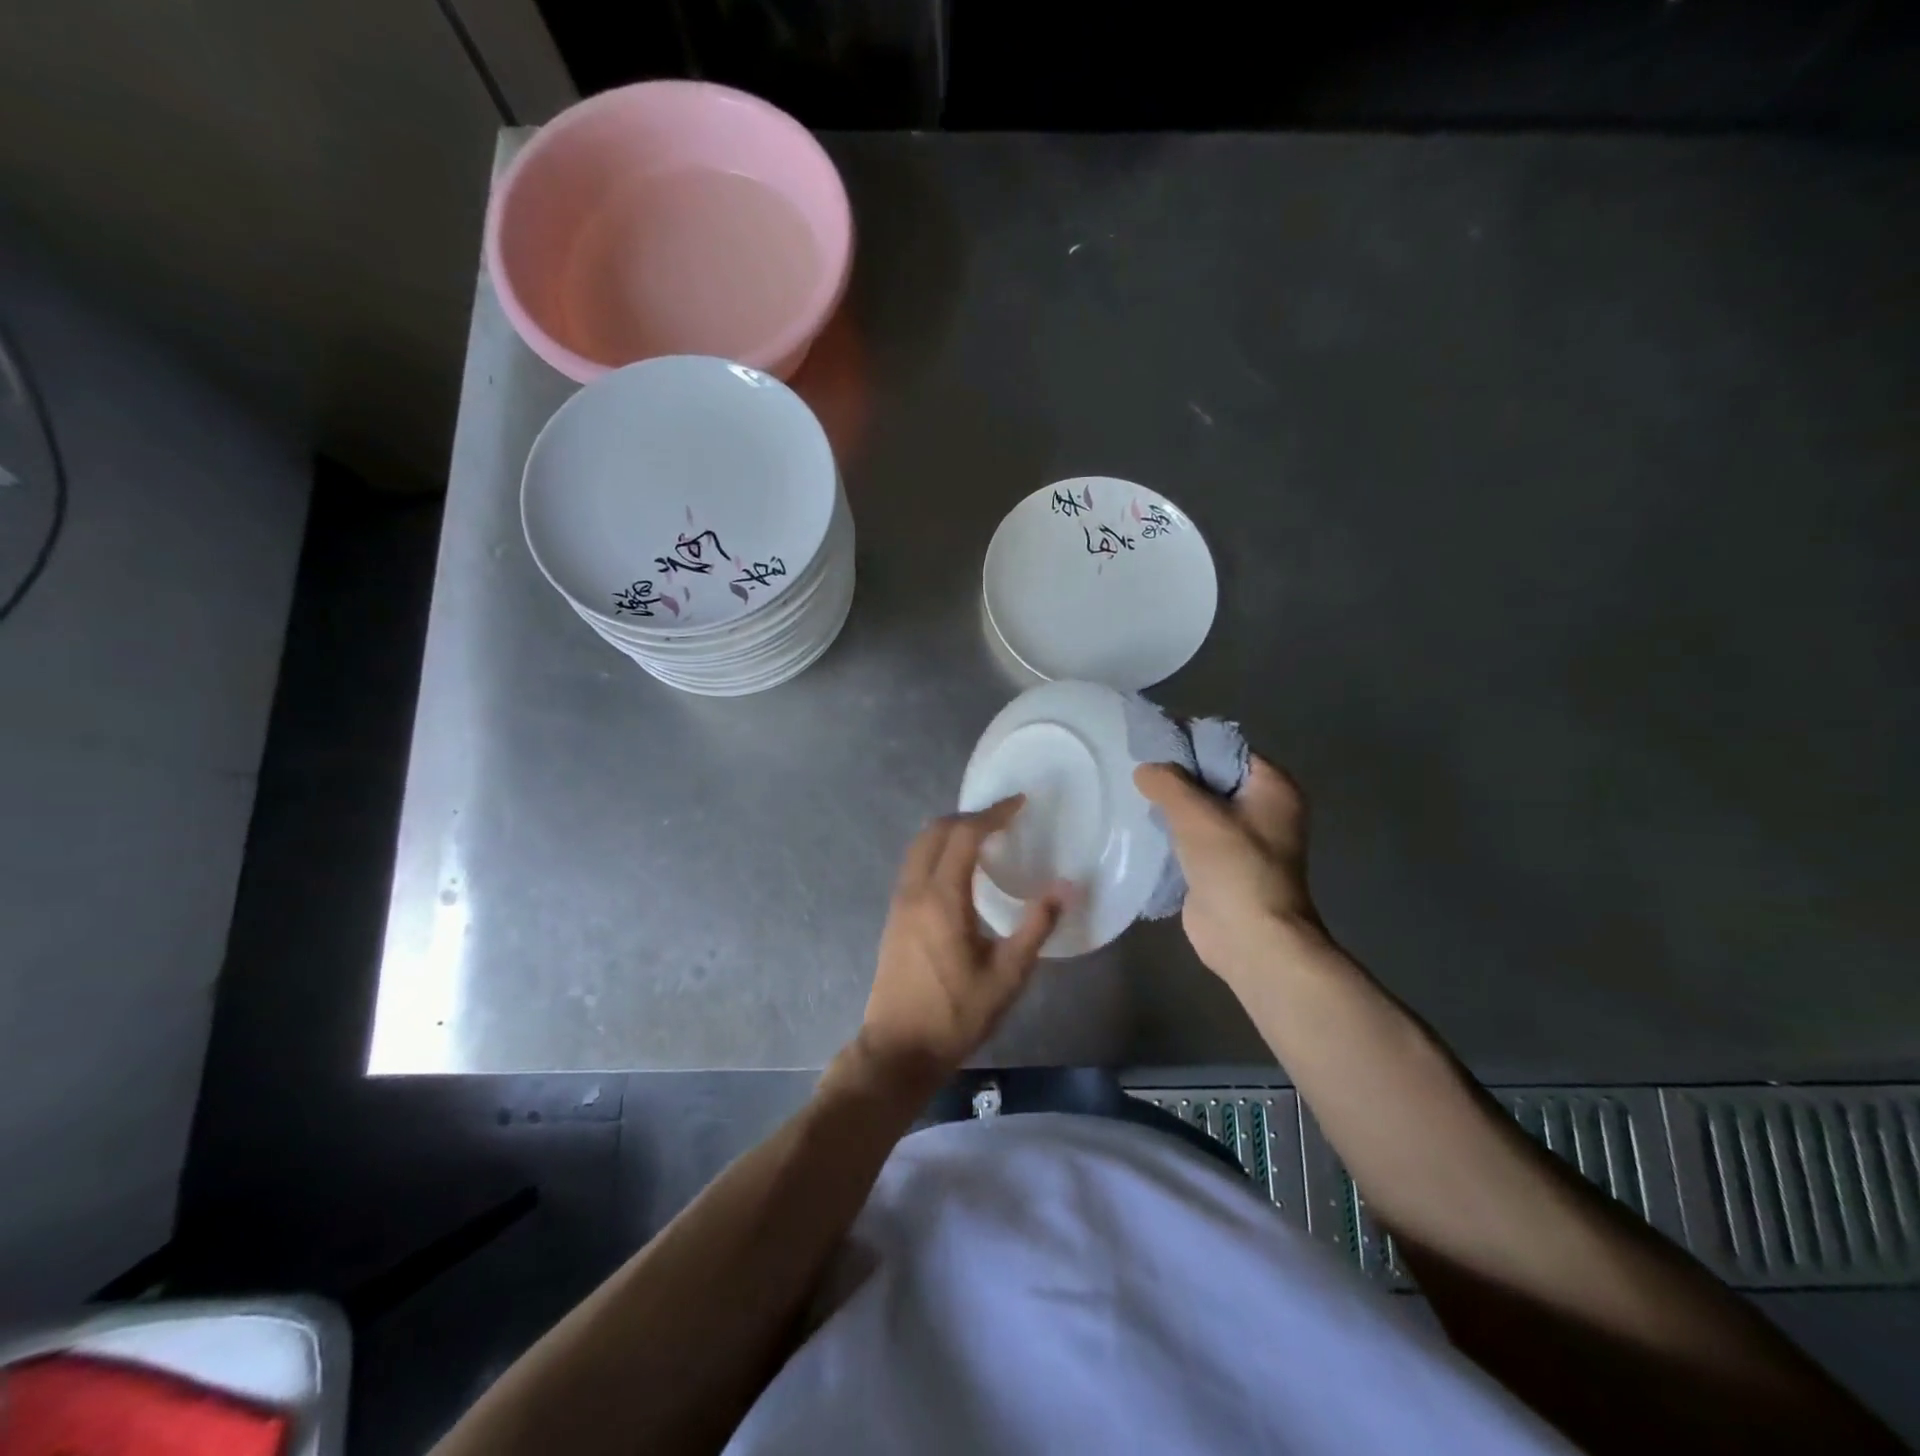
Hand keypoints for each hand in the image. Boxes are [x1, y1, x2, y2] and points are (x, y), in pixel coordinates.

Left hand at [856, 798, 1067, 1092]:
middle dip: (970, 816)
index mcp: (942, 898)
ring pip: (920, 845)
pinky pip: (915, 864)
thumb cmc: (956, 1014)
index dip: (993, 813)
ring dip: (950, 831)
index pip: (964, 835)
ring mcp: (899, 902)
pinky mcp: (895, 916)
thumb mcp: (1007, 976)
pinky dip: (938, 850)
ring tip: (985, 836)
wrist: (899, 1049)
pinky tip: (960, 869)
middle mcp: (915, 890)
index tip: (1020, 803)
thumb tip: (1067, 887)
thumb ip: (1036, 927)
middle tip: (1004, 817)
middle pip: (936, 831)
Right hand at [1133, 756, 1325, 984]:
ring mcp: (1243, 839)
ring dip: (1171, 804)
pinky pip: (1192, 836)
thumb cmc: (1234, 867)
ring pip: (1200, 808)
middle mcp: (1262, 808)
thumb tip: (1145, 769)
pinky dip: (1170, 830)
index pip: (1226, 749)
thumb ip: (1168, 783)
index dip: (1189, 741)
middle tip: (1135, 765)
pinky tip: (1140, 824)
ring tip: (1132, 791)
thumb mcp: (1196, 814)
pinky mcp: (1221, 865)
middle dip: (1176, 773)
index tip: (1151, 740)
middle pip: (1212, 777)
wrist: (1251, 939)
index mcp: (1272, 787)